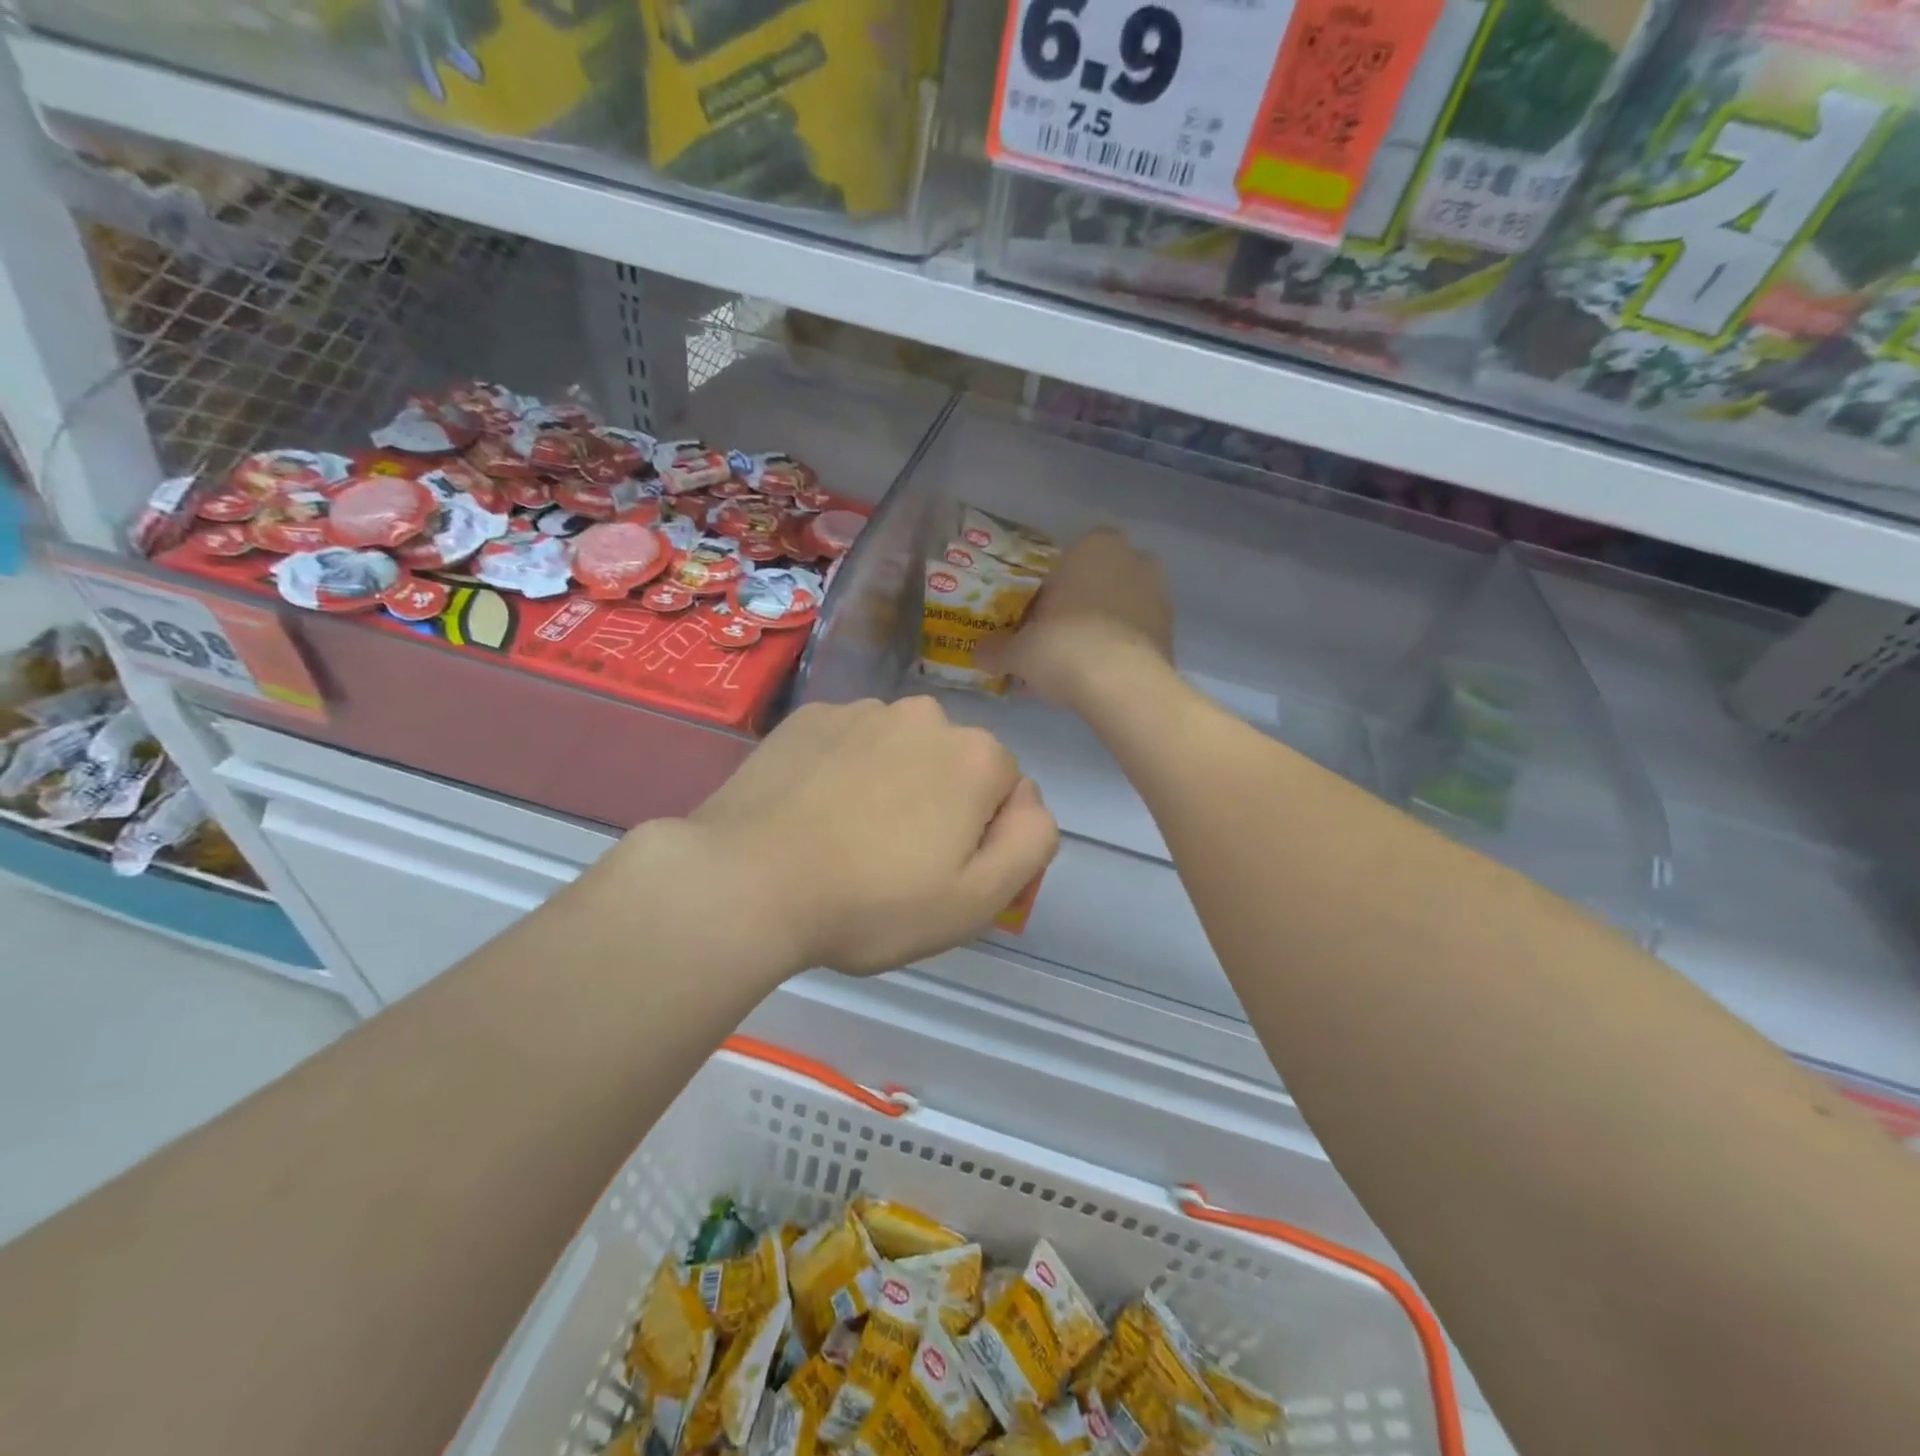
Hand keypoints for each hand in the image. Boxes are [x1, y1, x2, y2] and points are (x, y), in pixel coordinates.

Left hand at [680, 698, 1057, 976]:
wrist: (746, 882)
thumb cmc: (872, 902)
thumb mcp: (977, 899)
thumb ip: (1031, 842)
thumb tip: (1029, 801)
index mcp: (975, 756)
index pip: (1007, 791)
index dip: (982, 837)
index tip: (942, 874)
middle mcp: (925, 715)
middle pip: (953, 764)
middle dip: (940, 804)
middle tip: (895, 861)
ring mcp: (860, 710)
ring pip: (900, 750)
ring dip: (891, 784)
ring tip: (848, 838)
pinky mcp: (808, 717)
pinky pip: (848, 743)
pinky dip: (843, 770)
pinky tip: (813, 811)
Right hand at [979, 529, 1173, 706]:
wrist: (1120, 685)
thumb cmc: (1062, 647)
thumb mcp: (1017, 651)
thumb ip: (996, 649)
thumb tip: (979, 653)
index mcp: (1094, 546)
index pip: (1069, 557)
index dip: (1051, 588)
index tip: (1038, 617)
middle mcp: (1133, 559)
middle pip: (1098, 581)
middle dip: (1081, 605)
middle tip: (1056, 639)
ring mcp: (1159, 594)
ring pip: (1121, 607)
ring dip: (1102, 627)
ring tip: (1077, 663)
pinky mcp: (1172, 631)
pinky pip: (1137, 634)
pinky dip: (1121, 648)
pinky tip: (1100, 676)